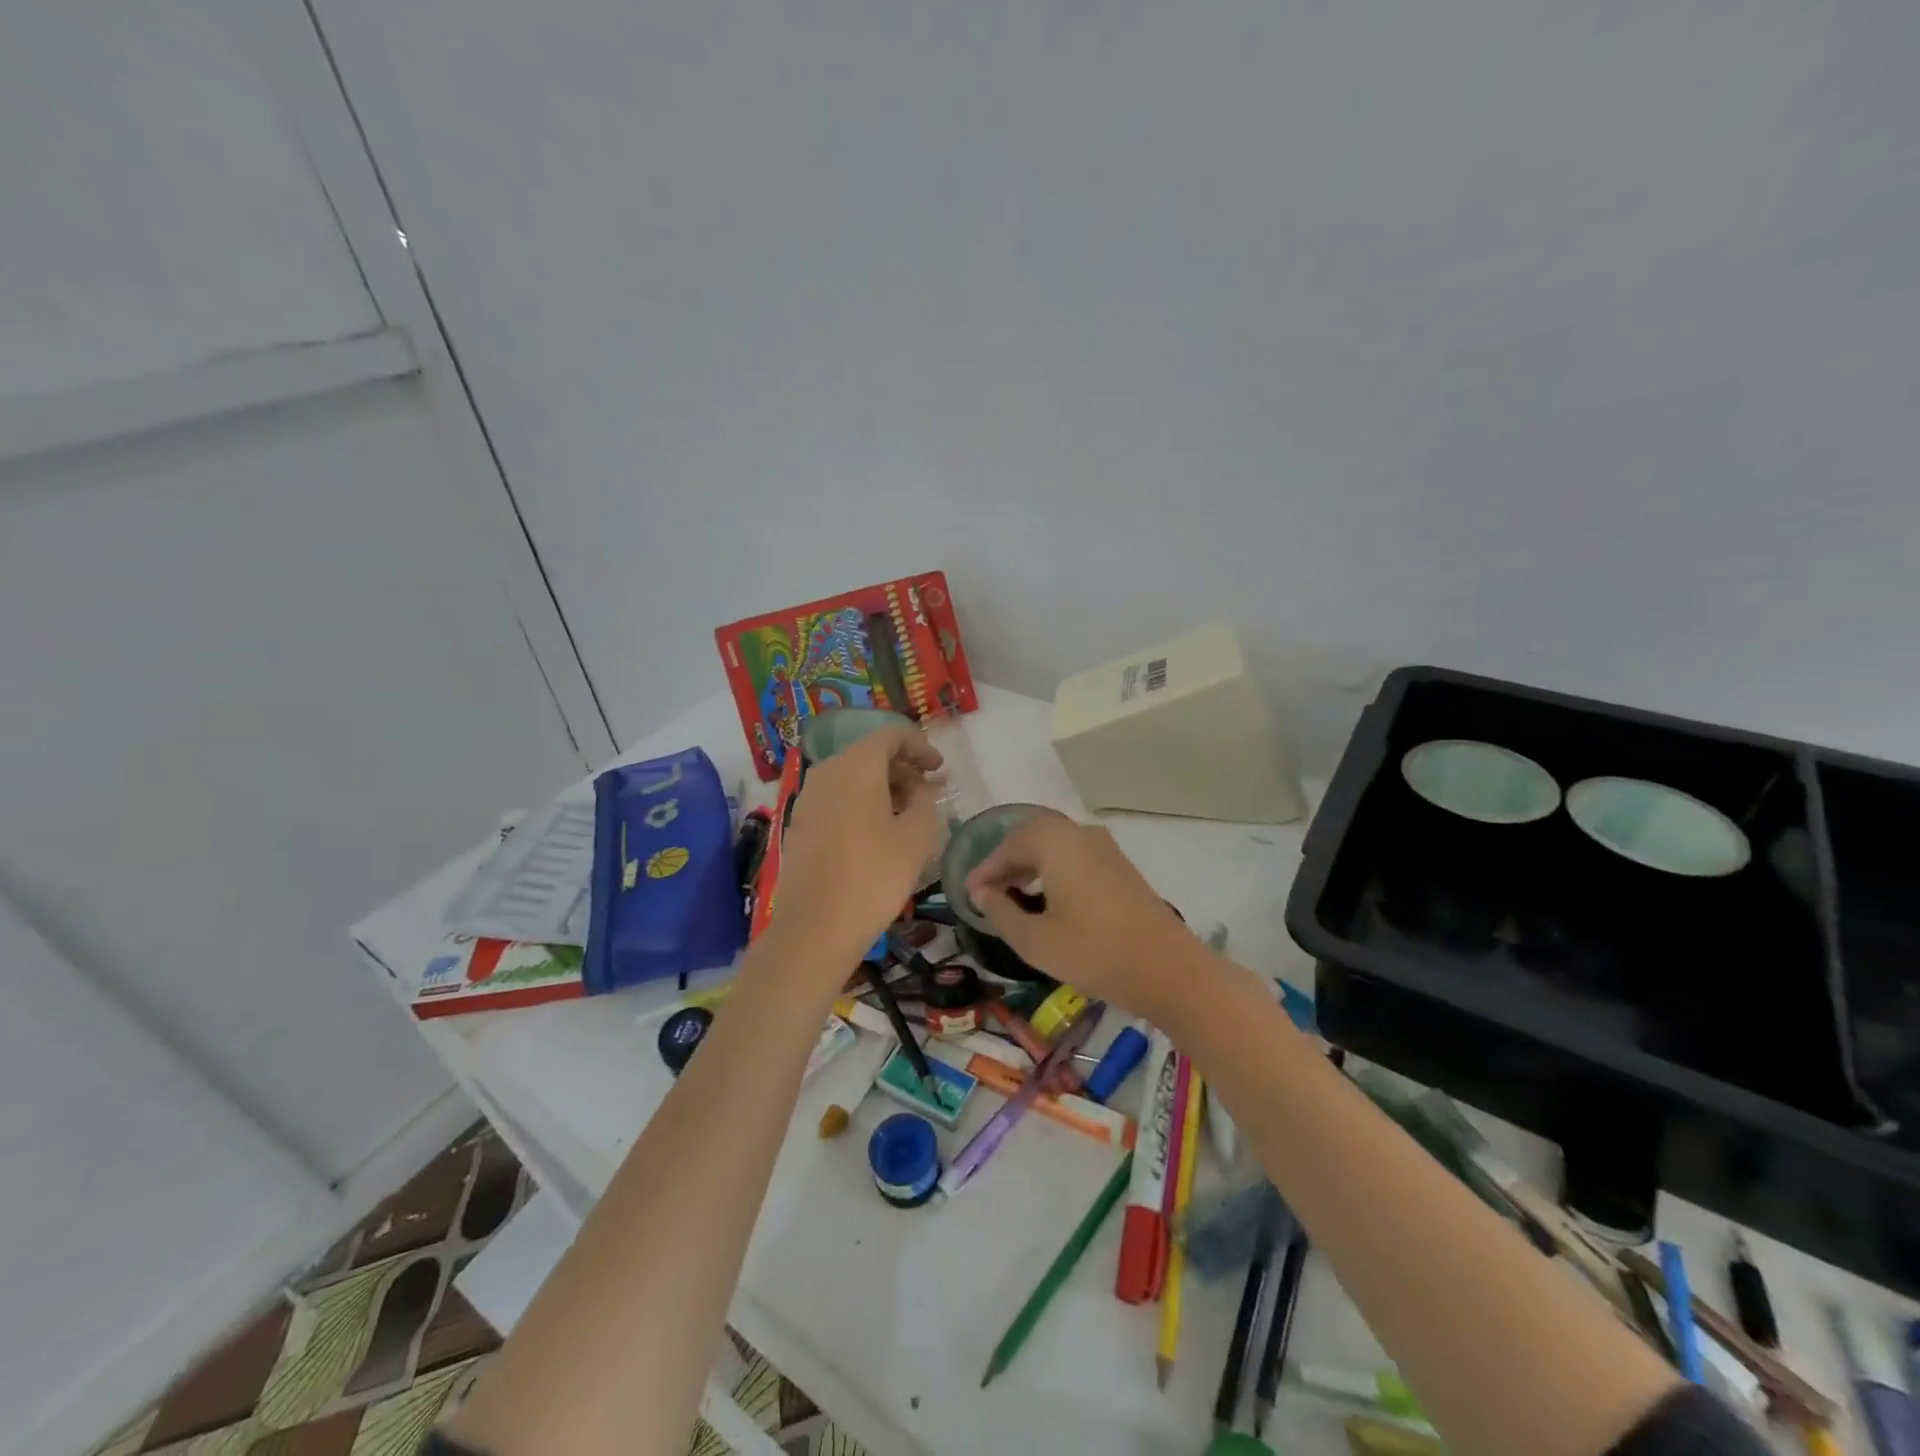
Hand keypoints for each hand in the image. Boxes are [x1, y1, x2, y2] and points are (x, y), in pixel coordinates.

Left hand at [766, 725, 942, 970]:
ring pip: (851, 777)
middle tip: (927, 793)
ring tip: (907, 814)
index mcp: (856, 766)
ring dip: (882, 787)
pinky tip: (878, 832)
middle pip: (869, 754)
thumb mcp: (917, 837)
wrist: (815, 927)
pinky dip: (861, 803)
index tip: (939, 769)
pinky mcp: (800, 823)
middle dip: (902, 767)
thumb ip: (925, 801)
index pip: (891, 735)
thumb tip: (918, 790)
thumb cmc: (874, 876)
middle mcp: (826, 772)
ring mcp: (808, 798)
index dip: (920, 746)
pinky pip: (836, 798)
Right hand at [966, 815, 1196, 1021]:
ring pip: (1056, 846)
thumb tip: (983, 893)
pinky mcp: (1120, 866)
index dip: (985, 870)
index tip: (969, 894)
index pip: (1008, 847)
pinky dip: (1055, 871)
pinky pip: (1076, 857)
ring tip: (1015, 898)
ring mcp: (1105, 848)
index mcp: (1054, 842)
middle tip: (989, 893)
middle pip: (1032, 838)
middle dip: (1007, 864)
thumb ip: (1001, 912)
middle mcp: (1079, 833)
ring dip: (1031, 866)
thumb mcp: (1034, 940)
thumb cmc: (1092, 952)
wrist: (1167, 968)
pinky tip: (1049, 901)